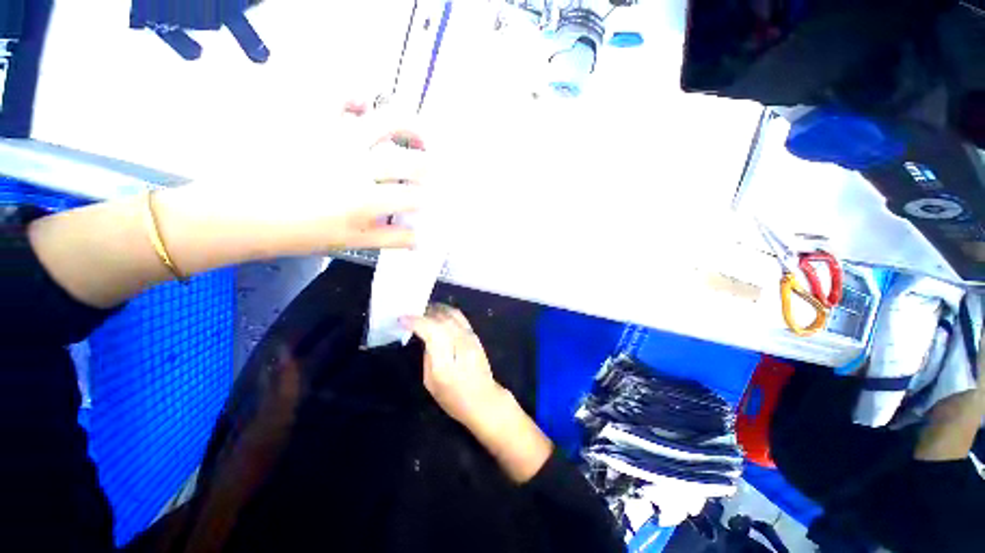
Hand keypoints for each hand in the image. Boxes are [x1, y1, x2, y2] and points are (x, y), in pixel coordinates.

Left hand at [174, 99, 431, 257]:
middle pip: (411, 161)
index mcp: (367, 201)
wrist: (239, 212)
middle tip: (429, 170)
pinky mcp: (311, 120)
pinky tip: (365, 105)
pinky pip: (338, 95)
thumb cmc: (297, 233)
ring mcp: (336, 137)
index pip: (414, 198)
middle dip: (428, 167)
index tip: (425, 203)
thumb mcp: (350, 242)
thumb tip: (419, 239)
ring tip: (416, 134)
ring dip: (411, 128)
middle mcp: (359, 166)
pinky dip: (357, 96)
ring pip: (387, 123)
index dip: (425, 201)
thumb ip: (389, 240)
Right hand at [402, 304, 507, 427]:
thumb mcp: (431, 382)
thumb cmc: (453, 397)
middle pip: (442, 319)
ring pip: (453, 314)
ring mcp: (471, 338)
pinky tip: (439, 314)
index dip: (416, 322)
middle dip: (424, 313)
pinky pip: (461, 317)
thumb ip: (428, 356)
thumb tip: (426, 337)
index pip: (432, 331)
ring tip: (424, 310)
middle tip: (411, 312)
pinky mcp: (476, 336)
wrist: (484, 399)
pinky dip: (447, 312)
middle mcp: (461, 344)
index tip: (402, 319)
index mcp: (446, 361)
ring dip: (437, 309)